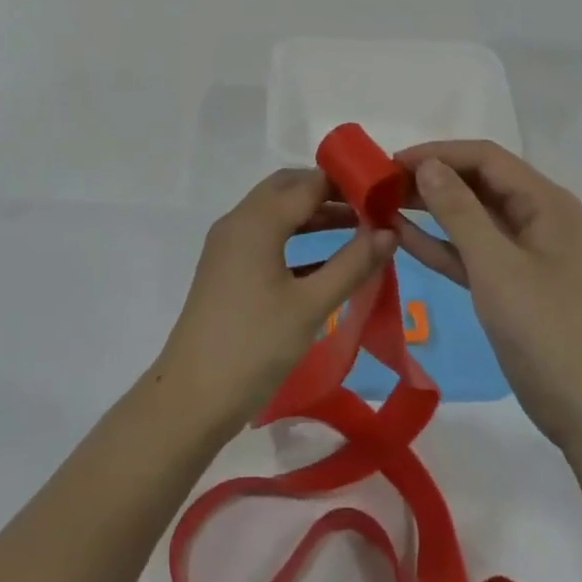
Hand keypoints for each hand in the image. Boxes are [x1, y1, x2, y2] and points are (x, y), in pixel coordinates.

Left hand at [150, 169, 395, 440]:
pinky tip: (325, 261)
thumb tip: (390, 232)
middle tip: (370, 207)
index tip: (385, 194)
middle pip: (288, 188)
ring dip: (313, 214)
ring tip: (357, 230)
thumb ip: (353, 264)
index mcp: (257, 220)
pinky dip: (295, 237)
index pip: (309, 183)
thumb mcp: (311, 305)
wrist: (191, 398)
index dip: (347, 184)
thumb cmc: (254, 347)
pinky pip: (265, 236)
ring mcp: (228, 244)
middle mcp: (239, 221)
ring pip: (276, 211)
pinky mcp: (226, 268)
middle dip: (329, 192)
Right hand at [393, 141, 581, 451]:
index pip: (485, 158)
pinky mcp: (509, 280)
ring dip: (430, 208)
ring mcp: (523, 250)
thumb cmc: (543, 328)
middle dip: (431, 178)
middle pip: (477, 182)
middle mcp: (536, 216)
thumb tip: (427, 165)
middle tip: (381, 184)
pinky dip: (439, 242)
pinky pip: (469, 249)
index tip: (392, 162)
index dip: (438, 153)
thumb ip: (458, 210)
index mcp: (544, 202)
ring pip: (470, 215)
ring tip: (382, 203)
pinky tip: (400, 235)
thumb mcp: (495, 264)